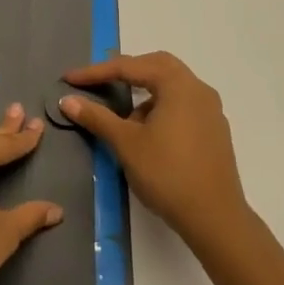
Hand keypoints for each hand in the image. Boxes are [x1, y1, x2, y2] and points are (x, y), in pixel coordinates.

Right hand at [61, 51, 247, 247]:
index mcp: (178, 85)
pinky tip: (148, 134)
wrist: (216, 219)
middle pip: (156, 66)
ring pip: (171, 86)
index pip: (130, 67)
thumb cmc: (168, 174)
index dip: (96, 72)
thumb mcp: (126, 144)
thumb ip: (97, 117)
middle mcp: (198, 89)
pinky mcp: (215, 131)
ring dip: (144, 92)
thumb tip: (67, 100)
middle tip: (99, 82)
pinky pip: (182, 105)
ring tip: (124, 119)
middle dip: (125, 71)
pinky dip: (161, 107)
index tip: (70, 79)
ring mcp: (211, 110)